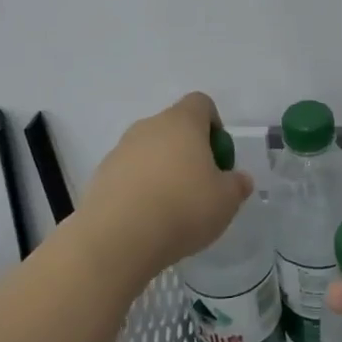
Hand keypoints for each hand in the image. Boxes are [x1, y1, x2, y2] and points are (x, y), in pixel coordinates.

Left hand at [78, 93, 252, 279]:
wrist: (119, 238)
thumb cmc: (183, 208)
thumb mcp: (226, 201)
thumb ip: (237, 185)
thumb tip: (239, 179)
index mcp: (182, 122)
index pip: (201, 103)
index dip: (214, 125)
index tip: (219, 157)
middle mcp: (148, 127)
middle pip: (174, 128)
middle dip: (189, 152)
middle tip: (200, 187)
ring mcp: (121, 149)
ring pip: (150, 151)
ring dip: (163, 170)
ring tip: (172, 209)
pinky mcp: (102, 175)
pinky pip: (129, 173)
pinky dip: (140, 188)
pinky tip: (147, 218)